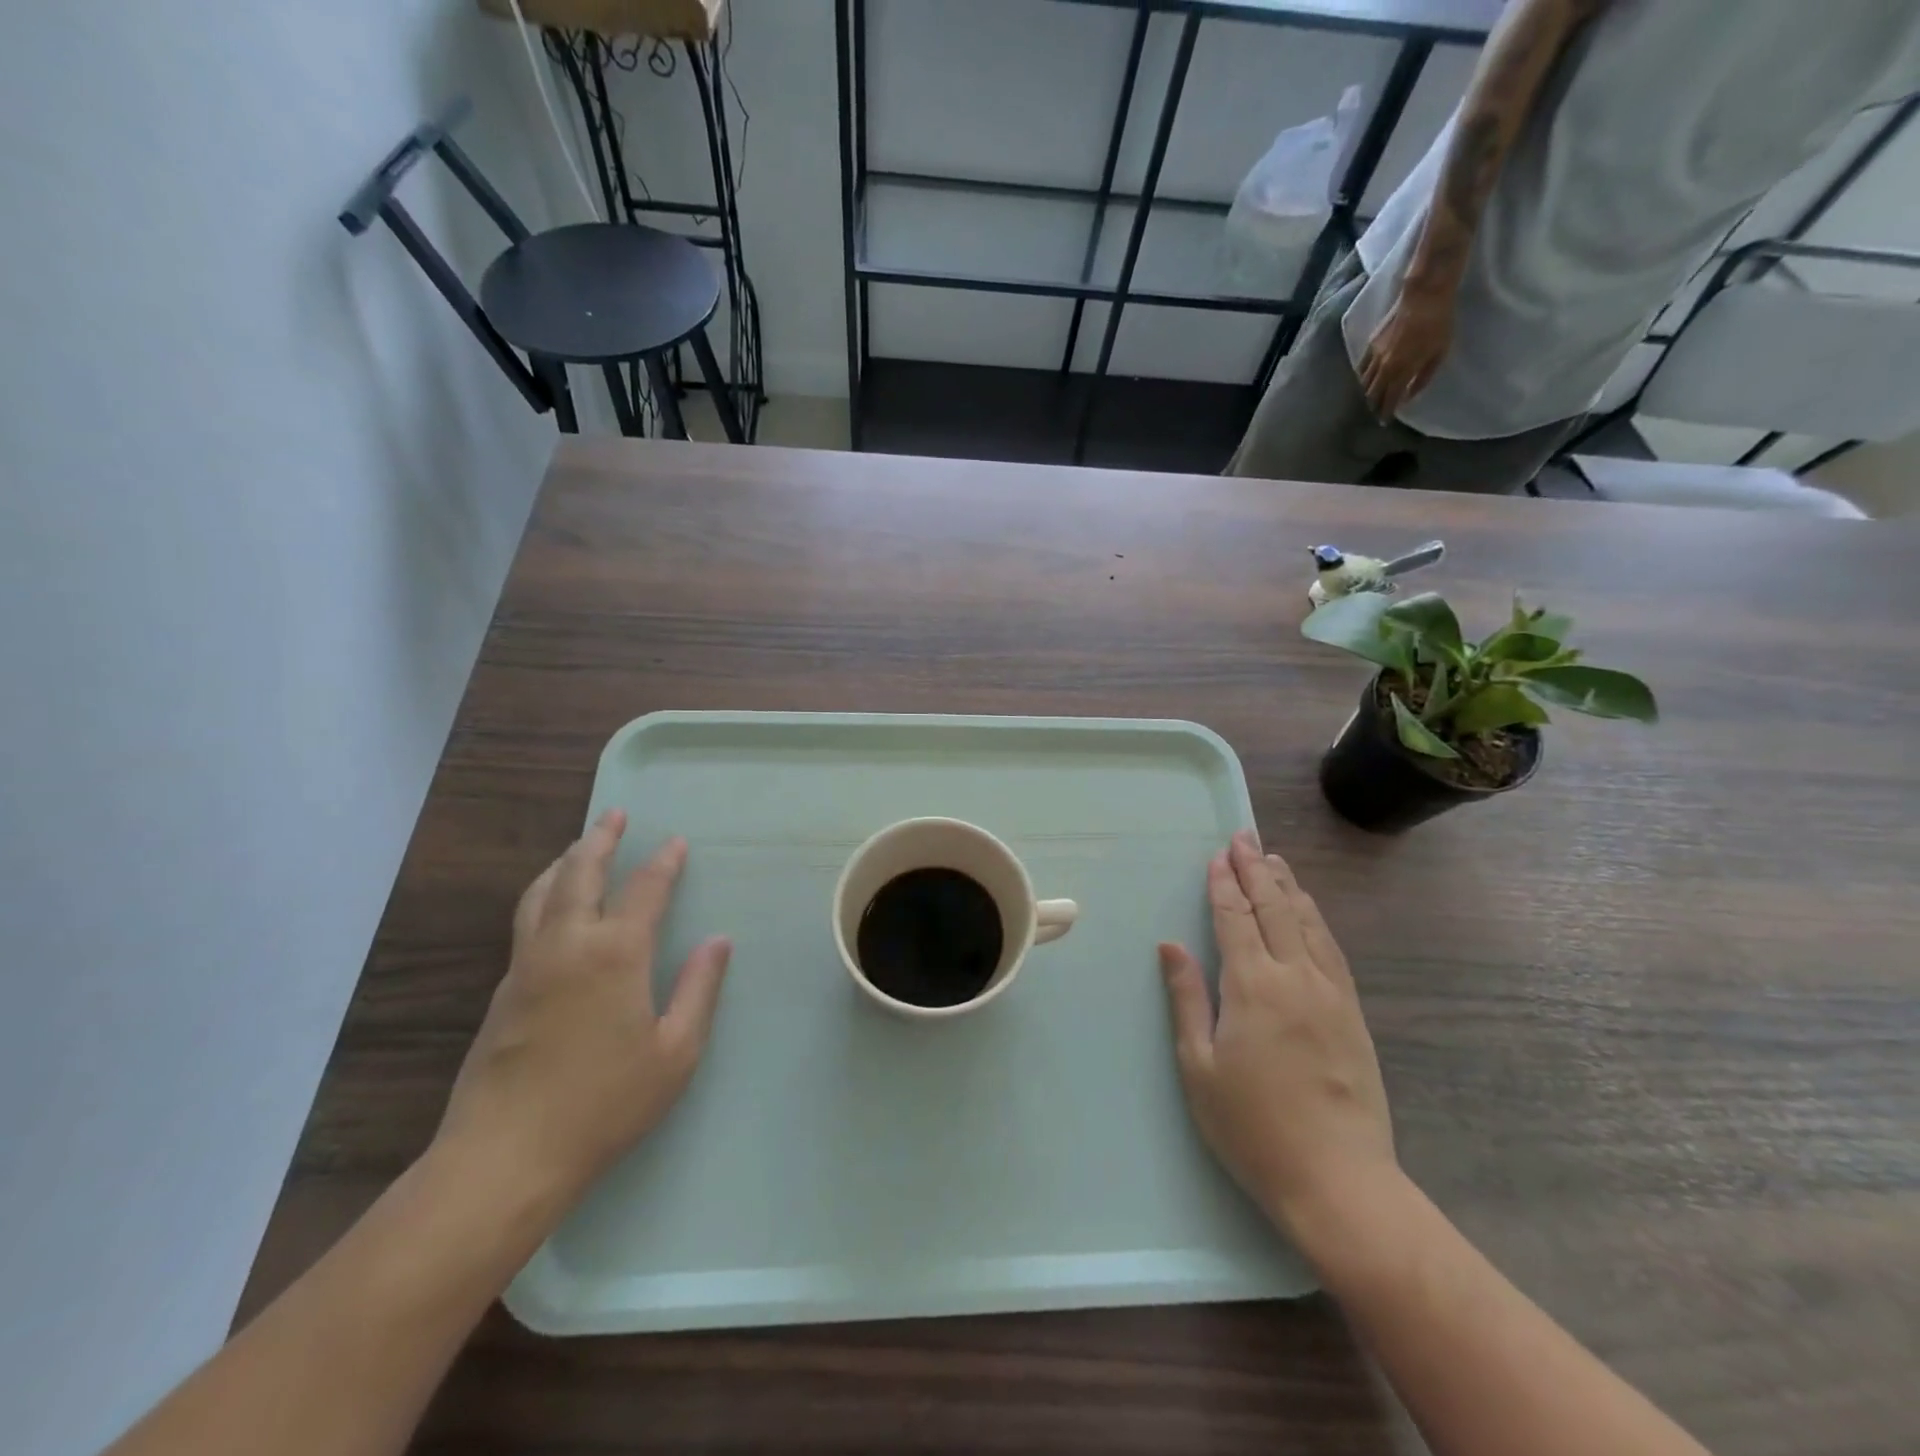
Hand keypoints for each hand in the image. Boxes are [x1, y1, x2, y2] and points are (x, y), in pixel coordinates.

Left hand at [435, 809, 730, 1204]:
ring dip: (564, 862)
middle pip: (580, 874)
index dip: (663, 863)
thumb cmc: (605, 1103)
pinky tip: (552, 908)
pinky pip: (526, 922)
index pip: (645, 890)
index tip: (675, 842)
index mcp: (615, 954)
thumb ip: (698, 989)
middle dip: (600, 840)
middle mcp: (567, 945)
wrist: (505, 1158)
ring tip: (578, 848)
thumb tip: (718, 941)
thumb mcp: (675, 1051)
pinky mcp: (502, 992)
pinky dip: (544, 895)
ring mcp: (527, 966)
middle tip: (614, 815)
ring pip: (541, 893)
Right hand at [1159, 832, 1395, 1245]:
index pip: (1235, 919)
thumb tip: (1170, 946)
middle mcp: (1295, 977)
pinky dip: (1314, 919)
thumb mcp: (1200, 1066)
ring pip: (1307, 923)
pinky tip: (1308, 911)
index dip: (1224, 885)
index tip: (1217, 856)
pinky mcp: (1352, 1013)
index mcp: (1252, 986)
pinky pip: (1331, 949)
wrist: (1338, 1180)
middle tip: (1245, 838)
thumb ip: (1186, 998)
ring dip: (1288, 887)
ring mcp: (1330, 993)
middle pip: (1274, 909)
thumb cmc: (1252, 1126)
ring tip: (1275, 860)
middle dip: (1256, 870)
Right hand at [1357, 279, 1455, 420]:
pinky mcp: (1370, 344)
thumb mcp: (1439, 353)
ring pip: (1364, 383)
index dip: (1386, 413)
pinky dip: (1363, 377)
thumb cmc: (1438, 323)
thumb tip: (1409, 395)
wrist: (1424, 295)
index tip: (1385, 422)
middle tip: (1378, 411)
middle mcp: (1382, 368)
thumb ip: (1423, 377)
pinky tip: (1366, 379)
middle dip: (1374, 405)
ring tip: (1372, 397)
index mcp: (1400, 372)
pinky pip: (1362, 368)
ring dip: (1368, 393)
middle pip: (1372, 394)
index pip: (1388, 400)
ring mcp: (1374, 356)